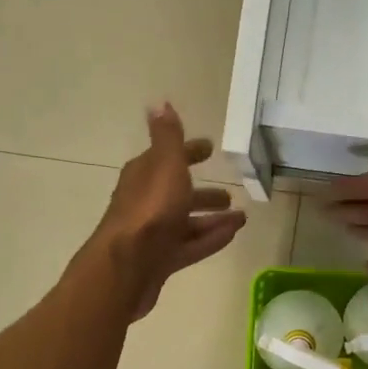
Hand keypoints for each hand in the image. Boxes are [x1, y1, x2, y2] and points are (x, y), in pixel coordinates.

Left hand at [91, 104, 246, 320]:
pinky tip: (233, 235)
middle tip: (229, 194)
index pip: (168, 157)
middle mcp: (146, 202)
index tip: (209, 149)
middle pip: (178, 193)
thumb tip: (159, 102)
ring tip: (241, 217)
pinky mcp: (161, 260)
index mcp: (144, 175)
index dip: (188, 152)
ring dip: (211, 218)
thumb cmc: (149, 211)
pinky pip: (191, 245)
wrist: (126, 266)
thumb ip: (167, 137)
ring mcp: (154, 233)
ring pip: (186, 222)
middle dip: (202, 192)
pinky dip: (211, 238)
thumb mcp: (164, 166)